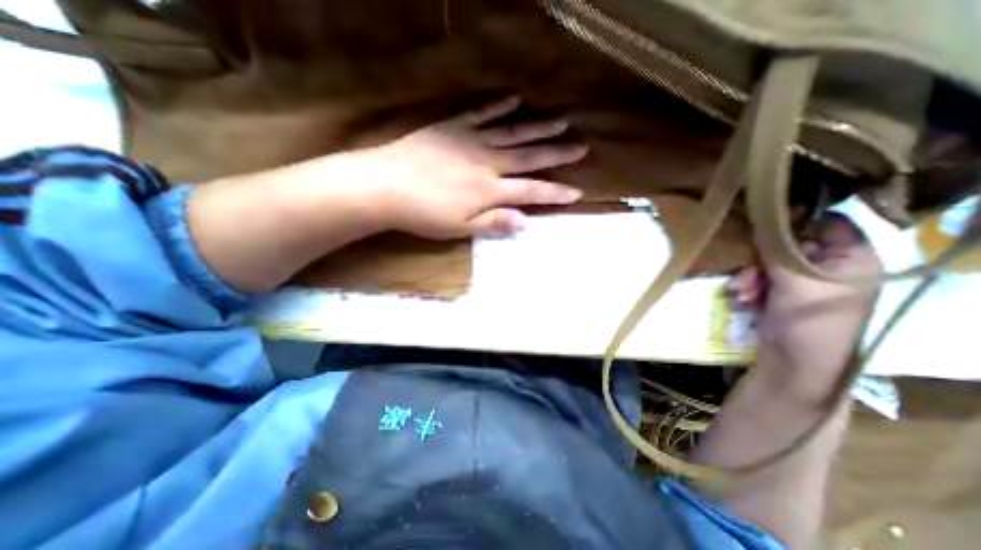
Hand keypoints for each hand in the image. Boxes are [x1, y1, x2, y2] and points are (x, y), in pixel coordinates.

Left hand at [350, 94, 588, 236]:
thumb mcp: (460, 228)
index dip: (555, 193)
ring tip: (561, 121)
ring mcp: (471, 141)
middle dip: (557, 153)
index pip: (531, 191)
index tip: (576, 191)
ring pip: (512, 132)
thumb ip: (494, 222)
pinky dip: (498, 106)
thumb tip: (525, 222)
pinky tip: (514, 99)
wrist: (386, 187)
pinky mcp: (453, 127)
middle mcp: (488, 162)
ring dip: (538, 127)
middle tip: (581, 145)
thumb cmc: (424, 214)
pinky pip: (481, 113)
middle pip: (529, 157)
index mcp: (490, 190)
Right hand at [727, 216, 881, 374]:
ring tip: (742, 291)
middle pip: (787, 245)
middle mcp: (828, 265)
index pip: (825, 224)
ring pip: (767, 263)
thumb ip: (777, 250)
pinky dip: (749, 287)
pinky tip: (743, 299)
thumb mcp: (794, 282)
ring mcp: (803, 280)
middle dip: (760, 260)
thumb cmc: (809, 321)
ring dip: (749, 276)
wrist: (793, 360)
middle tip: (748, 273)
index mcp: (851, 258)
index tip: (763, 224)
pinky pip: (759, 278)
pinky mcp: (781, 292)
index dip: (794, 222)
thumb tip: (761, 219)